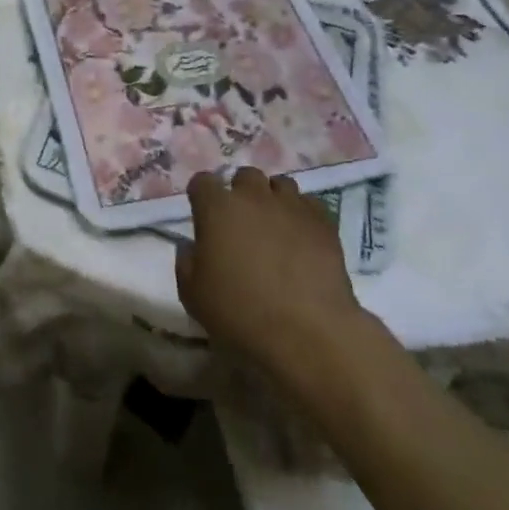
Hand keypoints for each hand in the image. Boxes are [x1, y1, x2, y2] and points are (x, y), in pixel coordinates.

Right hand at [174, 168, 365, 373]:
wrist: (306, 333)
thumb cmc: (240, 313)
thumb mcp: (192, 294)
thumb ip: (186, 261)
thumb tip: (190, 246)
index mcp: (217, 208)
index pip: (202, 182)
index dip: (201, 196)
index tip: (203, 216)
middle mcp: (253, 196)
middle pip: (245, 176)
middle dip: (241, 192)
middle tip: (242, 222)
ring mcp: (291, 206)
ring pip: (280, 184)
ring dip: (273, 199)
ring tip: (275, 226)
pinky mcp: (323, 222)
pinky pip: (309, 204)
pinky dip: (302, 214)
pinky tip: (301, 237)